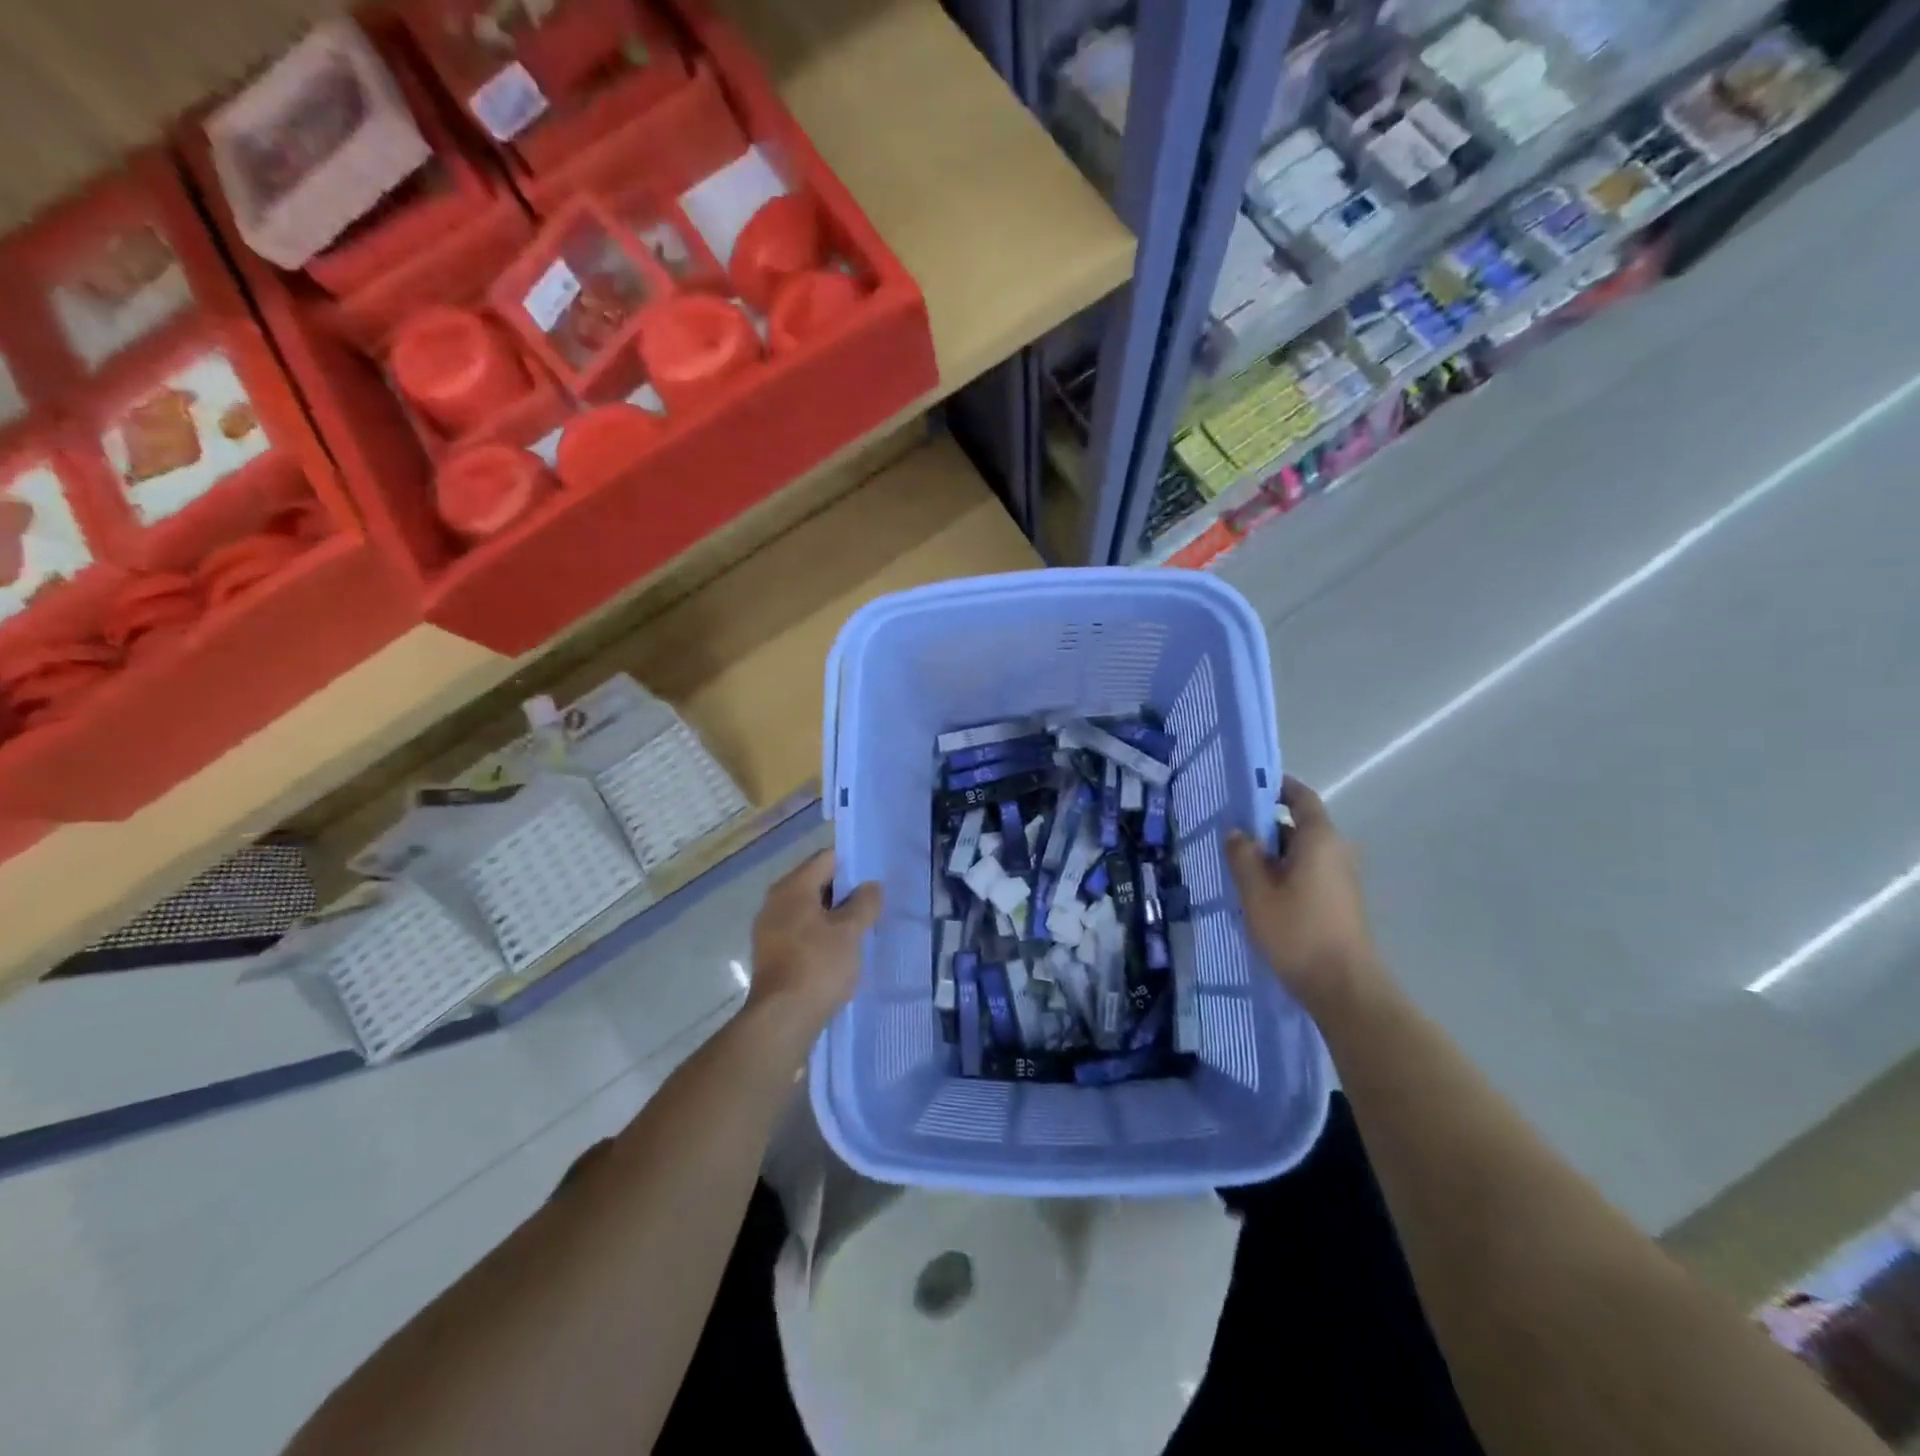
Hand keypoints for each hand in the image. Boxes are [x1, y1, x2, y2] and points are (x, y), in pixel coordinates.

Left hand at [747, 848, 880, 1031]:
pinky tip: (838, 953)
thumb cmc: (818, 965)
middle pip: (816, 883)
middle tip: (872, 906)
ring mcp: (769, 929)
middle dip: (844, 893)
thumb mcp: (850, 931)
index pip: (826, 859)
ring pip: (808, 911)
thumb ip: (864, 903)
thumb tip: (871, 886)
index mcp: (792, 887)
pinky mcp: (771, 955)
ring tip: (859, 930)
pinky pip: (800, 933)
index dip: (852, 865)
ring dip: (833, 917)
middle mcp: (775, 902)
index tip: (874, 880)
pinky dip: (819, 936)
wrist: (782, 1019)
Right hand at [1227, 778, 1380, 1014]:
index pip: (1301, 797)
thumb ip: (1243, 856)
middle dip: (1264, 825)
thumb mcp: (1257, 892)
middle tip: (1229, 831)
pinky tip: (1258, 891)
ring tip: (1236, 863)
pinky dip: (1283, 872)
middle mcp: (1336, 851)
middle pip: (1298, 825)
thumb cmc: (1297, 931)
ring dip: (1271, 853)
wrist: (1343, 987)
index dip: (1277, 787)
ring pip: (1301, 852)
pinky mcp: (1339, 901)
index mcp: (1319, 839)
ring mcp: (1341, 878)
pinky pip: (1307, 872)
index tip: (1248, 787)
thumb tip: (1236, 832)